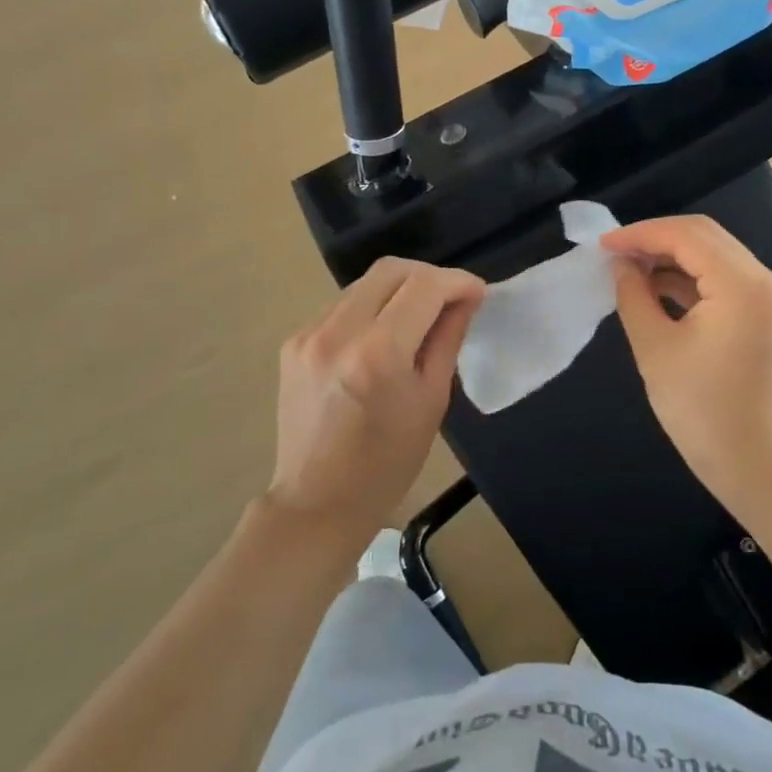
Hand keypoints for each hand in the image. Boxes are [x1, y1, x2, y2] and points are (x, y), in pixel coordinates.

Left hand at [271, 258, 485, 551]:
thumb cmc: (387, 463)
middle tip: (451, 298)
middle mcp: (338, 331)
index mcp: (378, 352)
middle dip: (428, 276)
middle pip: (390, 269)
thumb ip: (448, 338)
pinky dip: (371, 307)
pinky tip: (383, 334)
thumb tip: (466, 298)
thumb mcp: (432, 400)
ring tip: (420, 316)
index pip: (424, 286)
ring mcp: (309, 333)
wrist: (317, 502)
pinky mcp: (294, 341)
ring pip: (364, 283)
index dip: (457, 281)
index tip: (477, 292)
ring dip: (399, 289)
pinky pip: (342, 305)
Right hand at [601, 216, 771, 516]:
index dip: (641, 234)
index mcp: (743, 286)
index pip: (688, 236)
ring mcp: (768, 296)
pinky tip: (654, 286)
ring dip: (671, 256)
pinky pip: (722, 277)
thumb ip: (633, 294)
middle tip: (614, 252)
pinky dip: (688, 276)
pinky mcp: (763, 312)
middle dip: (655, 239)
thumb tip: (620, 264)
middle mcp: (765, 281)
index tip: (603, 245)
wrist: (749, 461)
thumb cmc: (699, 409)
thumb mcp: (654, 346)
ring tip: (628, 268)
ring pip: (713, 253)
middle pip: (705, 236)